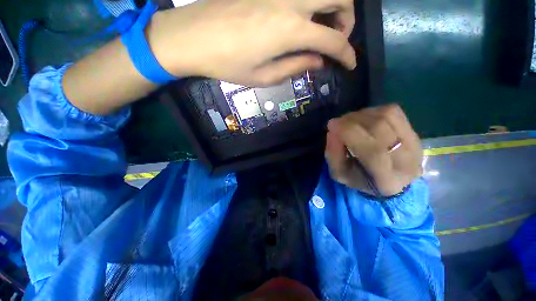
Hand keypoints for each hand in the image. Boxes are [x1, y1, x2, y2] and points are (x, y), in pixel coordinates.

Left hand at [149, 0, 355, 85]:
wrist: (192, 37)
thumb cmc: (228, 64)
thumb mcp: (264, 76)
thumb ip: (296, 67)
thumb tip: (318, 62)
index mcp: (290, 30)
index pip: (333, 40)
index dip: (347, 54)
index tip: (350, 65)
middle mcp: (291, 1)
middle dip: (347, 20)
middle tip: (337, 39)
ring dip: (332, 6)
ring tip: (323, 28)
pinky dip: (312, 4)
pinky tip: (303, 18)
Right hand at [325, 104, 422, 195]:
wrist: (390, 180)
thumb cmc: (360, 179)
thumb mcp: (339, 173)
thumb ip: (333, 154)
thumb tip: (333, 130)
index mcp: (386, 179)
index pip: (372, 151)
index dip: (349, 133)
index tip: (332, 125)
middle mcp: (406, 161)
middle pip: (379, 128)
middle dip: (352, 121)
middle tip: (338, 123)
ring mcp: (415, 145)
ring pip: (386, 116)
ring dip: (361, 115)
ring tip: (349, 122)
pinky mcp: (416, 132)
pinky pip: (392, 111)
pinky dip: (373, 111)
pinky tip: (364, 120)